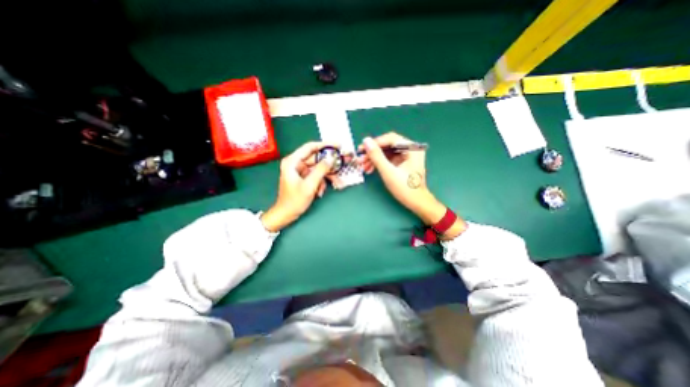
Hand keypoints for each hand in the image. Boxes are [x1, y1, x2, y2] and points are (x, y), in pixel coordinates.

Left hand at [260, 142, 334, 231]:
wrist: (286, 214)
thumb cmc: (295, 200)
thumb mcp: (310, 185)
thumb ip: (321, 170)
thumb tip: (331, 158)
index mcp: (292, 161)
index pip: (310, 147)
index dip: (325, 145)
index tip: (338, 145)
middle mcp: (296, 163)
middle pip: (316, 158)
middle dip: (329, 165)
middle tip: (341, 165)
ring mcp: (300, 171)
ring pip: (318, 168)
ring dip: (326, 176)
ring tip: (336, 183)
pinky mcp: (304, 177)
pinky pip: (316, 175)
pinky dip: (321, 182)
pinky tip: (320, 192)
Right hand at [358, 133, 466, 238]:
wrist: (416, 203)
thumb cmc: (405, 188)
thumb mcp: (388, 172)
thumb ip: (376, 156)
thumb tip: (366, 141)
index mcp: (412, 148)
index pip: (390, 139)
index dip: (375, 143)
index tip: (362, 149)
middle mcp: (410, 149)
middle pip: (387, 145)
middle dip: (372, 153)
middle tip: (360, 159)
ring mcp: (406, 156)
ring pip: (386, 153)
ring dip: (373, 159)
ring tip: (362, 166)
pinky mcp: (402, 163)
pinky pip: (388, 159)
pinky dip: (379, 163)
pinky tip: (369, 169)